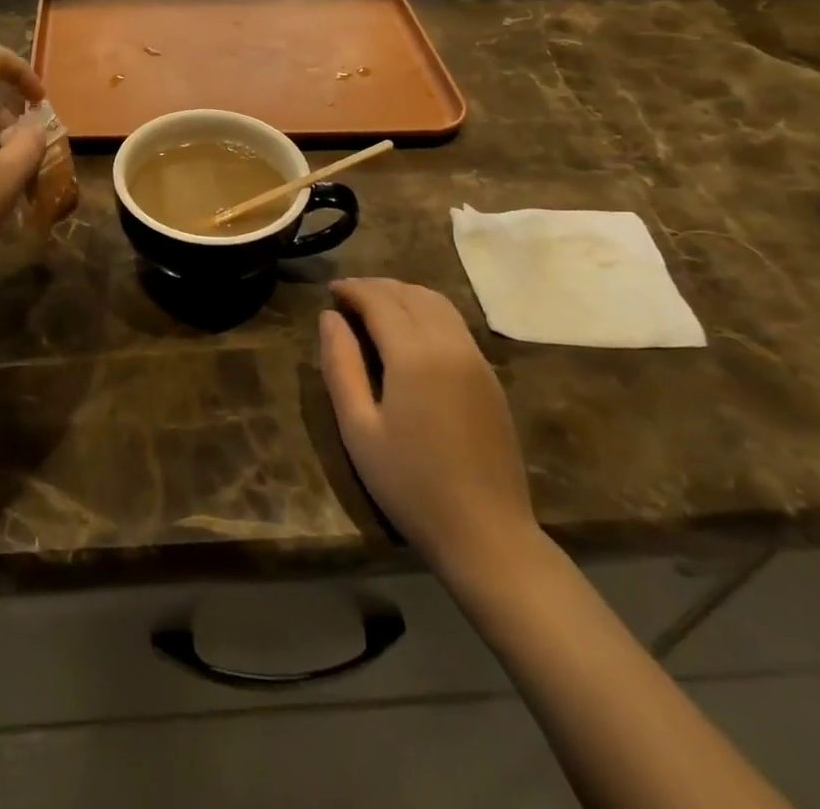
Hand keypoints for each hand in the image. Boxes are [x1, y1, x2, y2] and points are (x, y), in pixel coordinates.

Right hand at [319, 279, 538, 583]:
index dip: (352, 289)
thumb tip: (329, 317)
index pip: (379, 300)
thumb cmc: (410, 484)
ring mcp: (475, 358)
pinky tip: (410, 329)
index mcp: (414, 354)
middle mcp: (449, 344)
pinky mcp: (489, 376)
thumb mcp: (358, 428)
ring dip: (403, 293)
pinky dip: (426, 310)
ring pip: (437, 302)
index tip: (330, 290)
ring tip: (375, 306)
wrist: (486, 533)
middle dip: (375, 286)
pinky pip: (455, 323)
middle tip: (347, 297)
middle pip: (409, 294)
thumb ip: (340, 365)